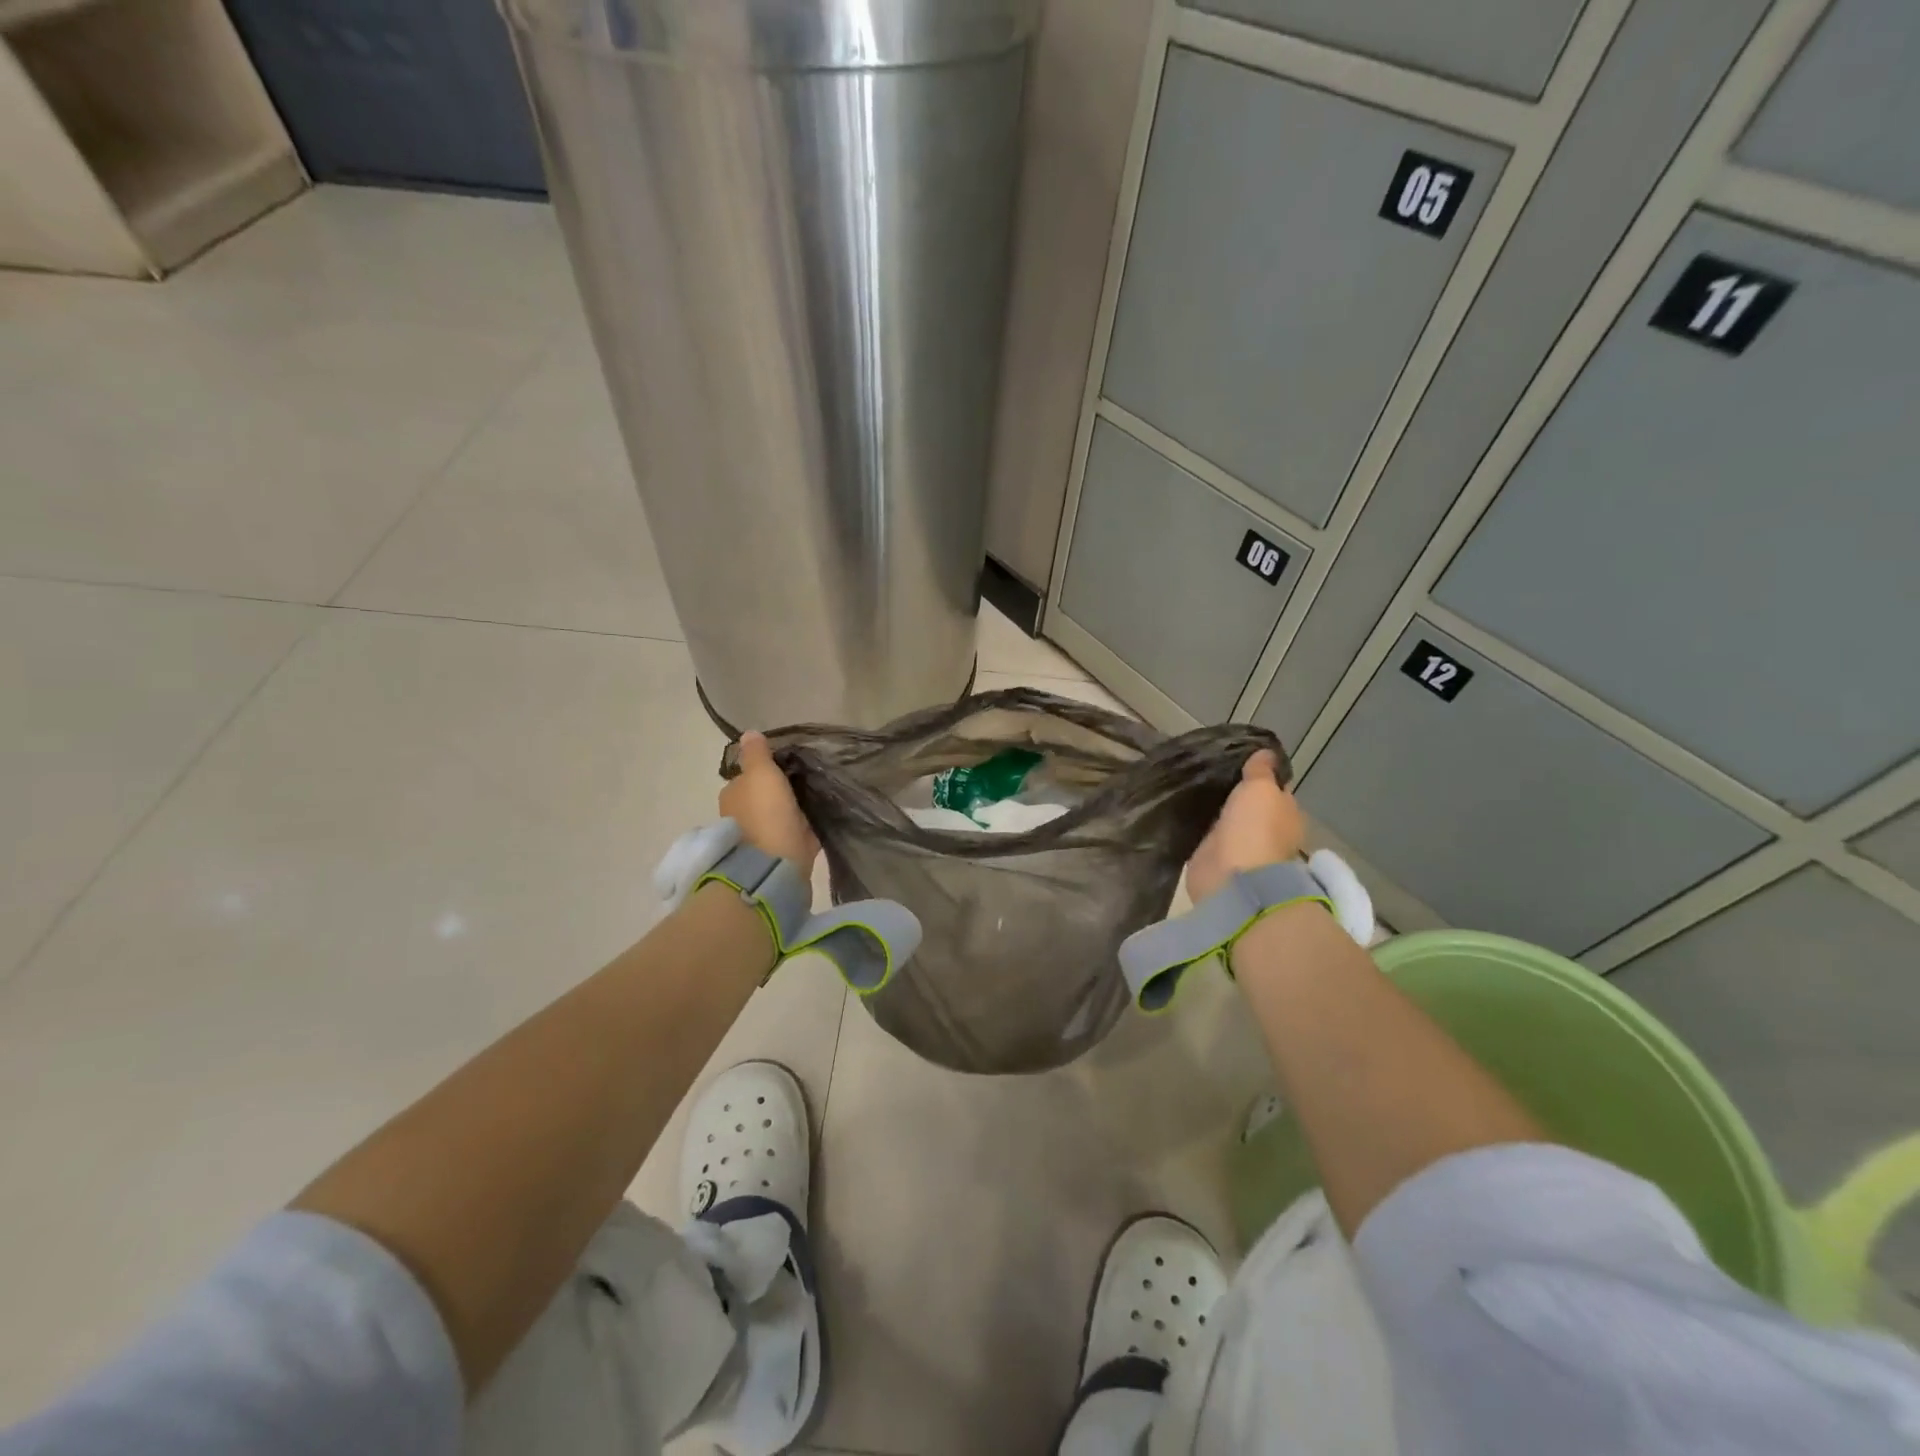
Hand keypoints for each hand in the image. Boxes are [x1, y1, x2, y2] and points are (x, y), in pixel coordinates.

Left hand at [720, 732, 819, 871]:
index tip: (790, 766)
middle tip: (807, 780)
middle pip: (764, 796)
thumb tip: (749, 733)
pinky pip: (794, 832)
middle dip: (780, 791)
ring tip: (816, 798)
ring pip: (779, 814)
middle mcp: (740, 815)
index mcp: (732, 794)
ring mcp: (759, 836)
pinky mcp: (779, 852)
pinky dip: (803, 827)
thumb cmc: (766, 814)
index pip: (749, 776)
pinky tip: (818, 819)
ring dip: (792, 809)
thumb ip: (757, 754)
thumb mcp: (761, 774)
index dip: (767, 770)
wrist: (776, 865)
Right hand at [1186, 750, 1306, 902]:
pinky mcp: (1213, 859)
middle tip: (1206, 768)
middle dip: (1232, 791)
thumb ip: (1261, 771)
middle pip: (1248, 804)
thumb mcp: (1261, 788)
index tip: (1235, 758)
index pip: (1274, 788)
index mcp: (1286, 813)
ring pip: (1225, 818)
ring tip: (1191, 785)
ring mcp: (1239, 846)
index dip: (1259, 774)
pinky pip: (1205, 834)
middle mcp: (1266, 830)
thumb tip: (1265, 752)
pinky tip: (1184, 809)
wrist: (1233, 878)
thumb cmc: (1255, 828)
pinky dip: (1198, 825)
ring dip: (1214, 808)